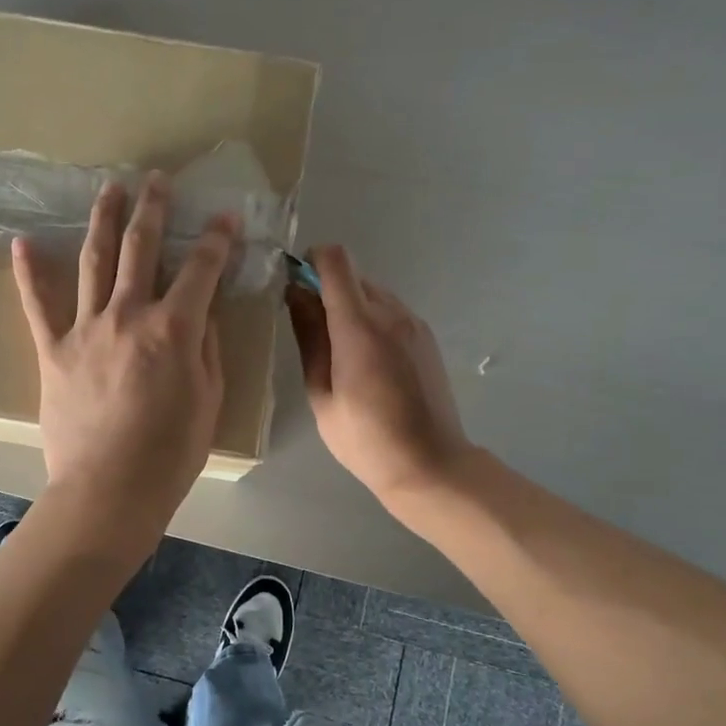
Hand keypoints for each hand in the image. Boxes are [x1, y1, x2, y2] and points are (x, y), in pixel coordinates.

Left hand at [13, 174, 233, 527]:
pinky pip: (37, 305)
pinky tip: (22, 243)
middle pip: (142, 248)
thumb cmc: (170, 453)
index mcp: (173, 328)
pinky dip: (28, 273)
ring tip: (109, 189)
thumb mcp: (208, 399)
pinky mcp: (53, 350)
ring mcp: (85, 329)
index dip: (217, 240)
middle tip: (158, 180)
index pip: (202, 269)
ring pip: (94, 261)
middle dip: (153, 209)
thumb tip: (205, 310)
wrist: (108, 491)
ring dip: (103, 221)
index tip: (224, 218)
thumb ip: (207, 347)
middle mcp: (128, 315)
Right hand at [287, 245, 474, 506]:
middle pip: (353, 274)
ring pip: (373, 292)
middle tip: (308, 325)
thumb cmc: (366, 439)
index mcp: (360, 326)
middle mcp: (391, 313)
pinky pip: (391, 311)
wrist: (430, 465)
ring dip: (349, 305)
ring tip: (337, 349)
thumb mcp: (322, 393)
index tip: (295, 283)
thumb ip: (310, 337)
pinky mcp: (426, 338)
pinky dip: (371, 319)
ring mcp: (414, 324)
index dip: (311, 260)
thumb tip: (296, 295)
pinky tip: (365, 360)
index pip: (336, 261)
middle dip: (325, 287)